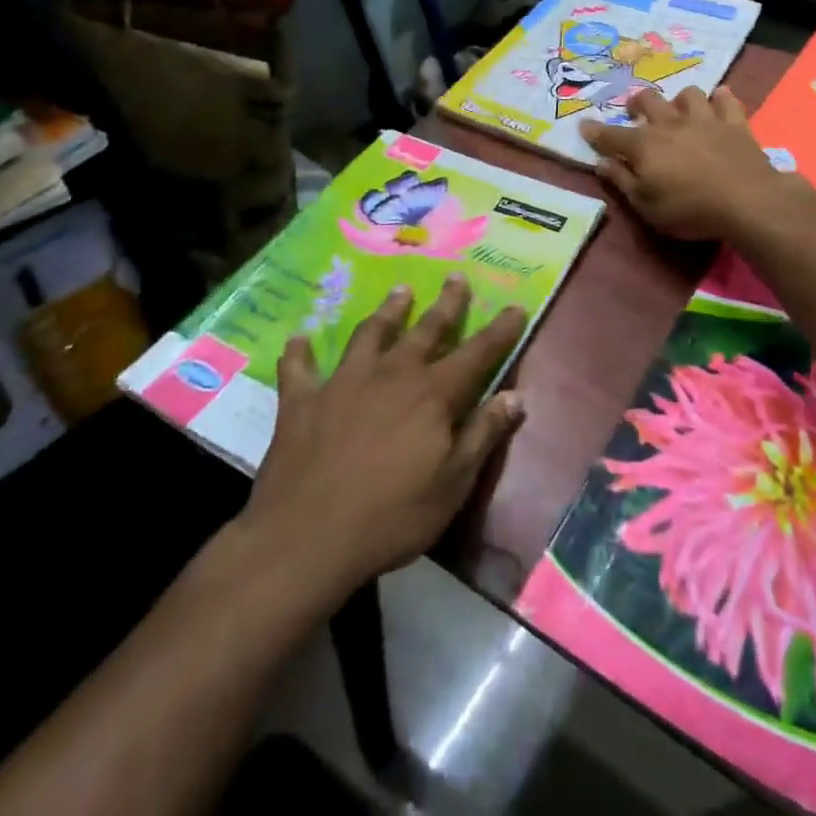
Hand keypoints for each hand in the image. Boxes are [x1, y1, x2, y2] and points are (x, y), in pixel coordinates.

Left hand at [243, 278, 527, 593]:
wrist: (306, 538)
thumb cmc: (391, 517)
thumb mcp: (453, 485)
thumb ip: (484, 435)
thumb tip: (516, 396)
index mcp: (432, 394)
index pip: (476, 354)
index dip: (499, 331)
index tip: (516, 306)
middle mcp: (391, 375)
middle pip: (426, 329)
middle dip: (446, 304)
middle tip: (457, 277)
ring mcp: (343, 383)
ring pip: (370, 334)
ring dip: (387, 311)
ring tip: (400, 291)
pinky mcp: (303, 401)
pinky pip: (300, 369)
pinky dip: (300, 353)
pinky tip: (298, 339)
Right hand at [578, 86, 793, 240]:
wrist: (746, 200)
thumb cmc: (689, 209)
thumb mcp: (645, 205)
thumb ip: (622, 181)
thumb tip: (601, 163)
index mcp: (644, 145)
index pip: (611, 135)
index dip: (595, 131)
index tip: (584, 126)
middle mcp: (670, 123)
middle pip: (647, 100)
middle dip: (637, 103)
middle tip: (635, 113)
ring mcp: (704, 119)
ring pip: (688, 94)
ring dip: (680, 100)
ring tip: (680, 111)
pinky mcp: (734, 122)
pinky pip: (726, 100)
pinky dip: (721, 100)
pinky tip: (719, 103)